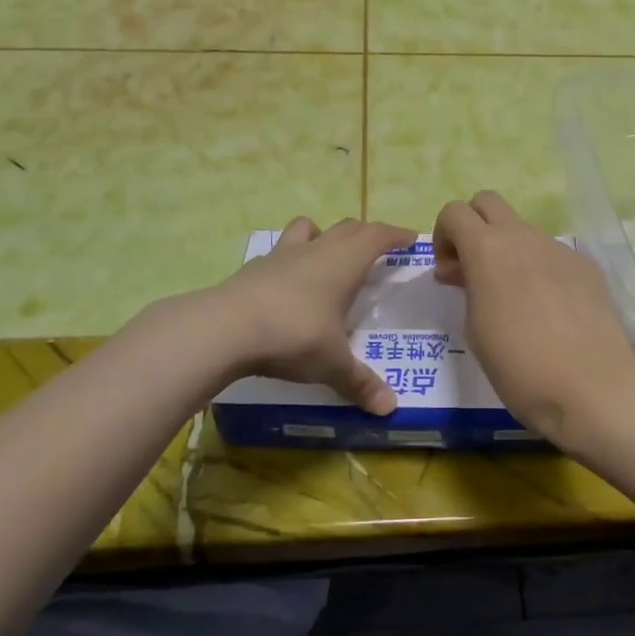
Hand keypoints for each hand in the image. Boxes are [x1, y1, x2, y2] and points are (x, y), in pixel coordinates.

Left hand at [210, 216, 415, 414]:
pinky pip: (279, 252)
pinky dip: (290, 260)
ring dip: (323, 235)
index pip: (377, 235)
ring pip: (308, 229)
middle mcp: (316, 250)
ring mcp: (281, 255)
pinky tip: (287, 284)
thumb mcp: (332, 364)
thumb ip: (360, 382)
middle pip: (347, 227)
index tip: (410, 238)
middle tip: (377, 249)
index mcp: (344, 263)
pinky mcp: (253, 268)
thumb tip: (389, 408)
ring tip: (327, 255)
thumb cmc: (294, 335)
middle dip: (365, 234)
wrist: (225, 328)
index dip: (395, 234)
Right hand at [432, 191, 634, 445]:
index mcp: (487, 249)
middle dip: (473, 226)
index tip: (449, 273)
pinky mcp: (585, 265)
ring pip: (523, 230)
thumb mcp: (474, 327)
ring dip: (508, 250)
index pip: (454, 211)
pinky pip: (551, 254)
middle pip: (488, 202)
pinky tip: (549, 310)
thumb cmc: (518, 364)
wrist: (591, 385)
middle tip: (474, 269)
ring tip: (514, 297)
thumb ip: (467, 287)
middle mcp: (523, 237)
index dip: (443, 236)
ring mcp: (558, 248)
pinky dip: (539, 269)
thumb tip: (466, 272)